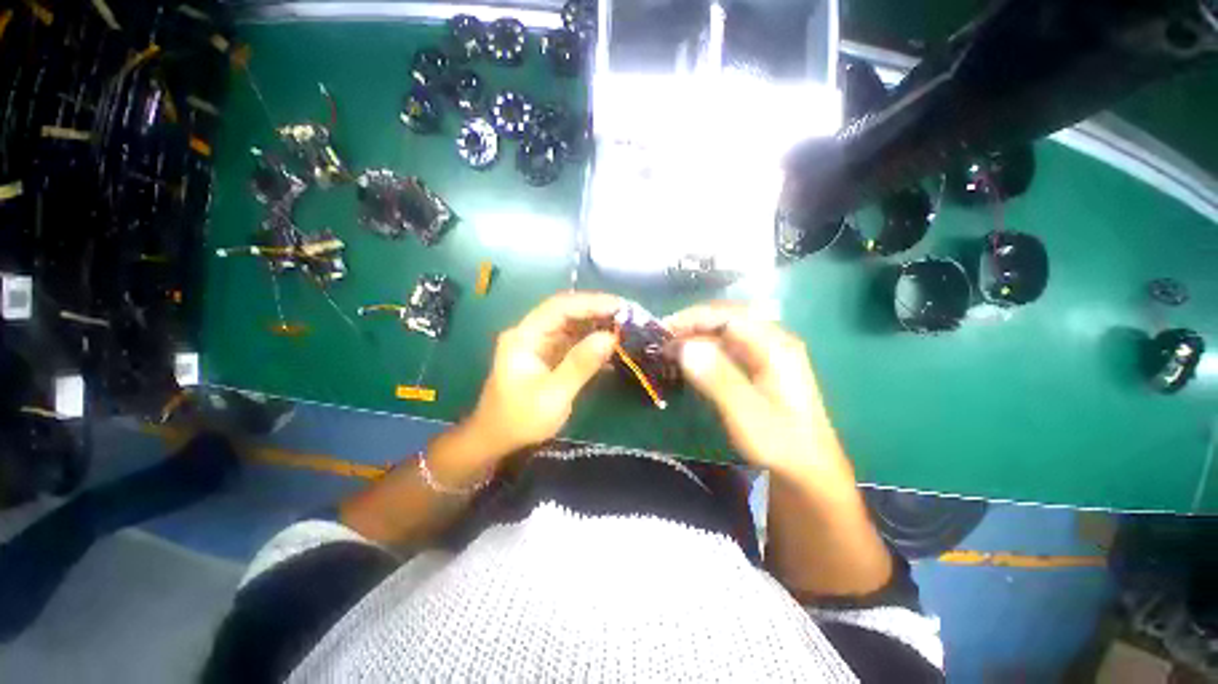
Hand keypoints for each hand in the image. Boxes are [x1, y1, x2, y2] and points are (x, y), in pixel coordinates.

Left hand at [466, 291, 620, 456]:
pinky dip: (591, 343)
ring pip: (572, 326)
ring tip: (625, 329)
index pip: (559, 307)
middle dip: (597, 312)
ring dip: (596, 327)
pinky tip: (610, 348)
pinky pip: (572, 342)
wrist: (496, 441)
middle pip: (566, 313)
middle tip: (628, 317)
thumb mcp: (553, 394)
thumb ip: (581, 364)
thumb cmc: (520, 419)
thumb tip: (610, 337)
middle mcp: (531, 334)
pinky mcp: (548, 357)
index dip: (590, 303)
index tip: (620, 306)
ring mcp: (539, 345)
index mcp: (524, 336)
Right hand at [665, 303, 849, 480]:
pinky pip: (727, 347)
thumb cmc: (778, 442)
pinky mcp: (759, 366)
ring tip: (669, 349)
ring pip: (724, 332)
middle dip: (691, 324)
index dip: (692, 318)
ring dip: (696, 336)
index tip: (663, 331)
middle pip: (725, 318)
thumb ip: (716, 377)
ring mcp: (766, 352)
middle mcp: (772, 340)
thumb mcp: (745, 413)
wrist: (807, 469)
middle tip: (662, 340)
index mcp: (774, 345)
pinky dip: (704, 350)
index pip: (727, 316)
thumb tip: (684, 346)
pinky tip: (690, 360)